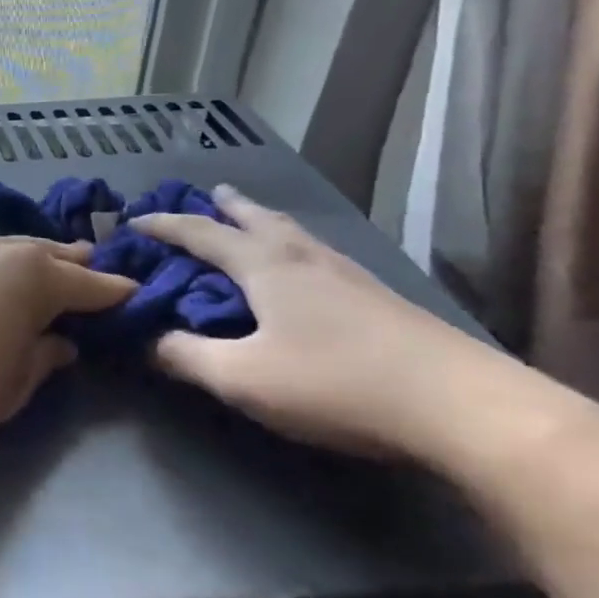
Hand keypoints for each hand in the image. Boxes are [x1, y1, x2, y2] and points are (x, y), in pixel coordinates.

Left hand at [0, 230, 135, 456]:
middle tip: (94, 277)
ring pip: (7, 247)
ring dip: (31, 259)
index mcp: (30, 276)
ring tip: (44, 273)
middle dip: (75, 266)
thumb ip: (43, 357)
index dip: (115, 294)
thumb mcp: (11, 387)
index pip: (89, 283)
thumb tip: (62, 340)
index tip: (136, 297)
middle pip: (48, 253)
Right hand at [130, 186, 517, 460]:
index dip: (164, 225)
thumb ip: (185, 357)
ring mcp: (348, 274)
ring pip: (294, 233)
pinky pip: (319, 254)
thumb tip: (144, 340)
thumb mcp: (243, 378)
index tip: (135, 220)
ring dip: (264, 220)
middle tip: (209, 192)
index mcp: (264, 266)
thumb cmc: (337, 383)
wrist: (463, 405)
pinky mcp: (380, 297)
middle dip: (226, 205)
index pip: (201, 233)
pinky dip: (294, 246)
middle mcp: (303, 257)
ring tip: (253, 219)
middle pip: (257, 218)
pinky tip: (307, 268)